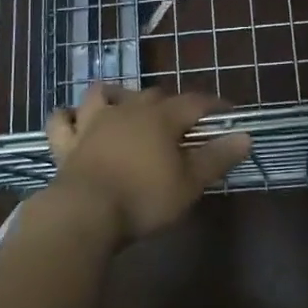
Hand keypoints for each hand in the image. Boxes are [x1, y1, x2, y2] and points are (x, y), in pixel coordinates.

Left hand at [44, 83, 252, 239]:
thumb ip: (217, 157)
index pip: (195, 103)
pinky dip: (68, 117)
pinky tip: (73, 120)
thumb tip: (245, 136)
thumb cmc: (144, 198)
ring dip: (117, 96)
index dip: (214, 106)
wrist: (86, 213)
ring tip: (125, 107)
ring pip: (104, 94)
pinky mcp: (68, 142)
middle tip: (182, 122)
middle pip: (154, 95)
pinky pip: (62, 120)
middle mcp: (128, 110)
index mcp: (161, 118)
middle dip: (171, 104)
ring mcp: (93, 123)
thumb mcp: (189, 183)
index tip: (229, 114)